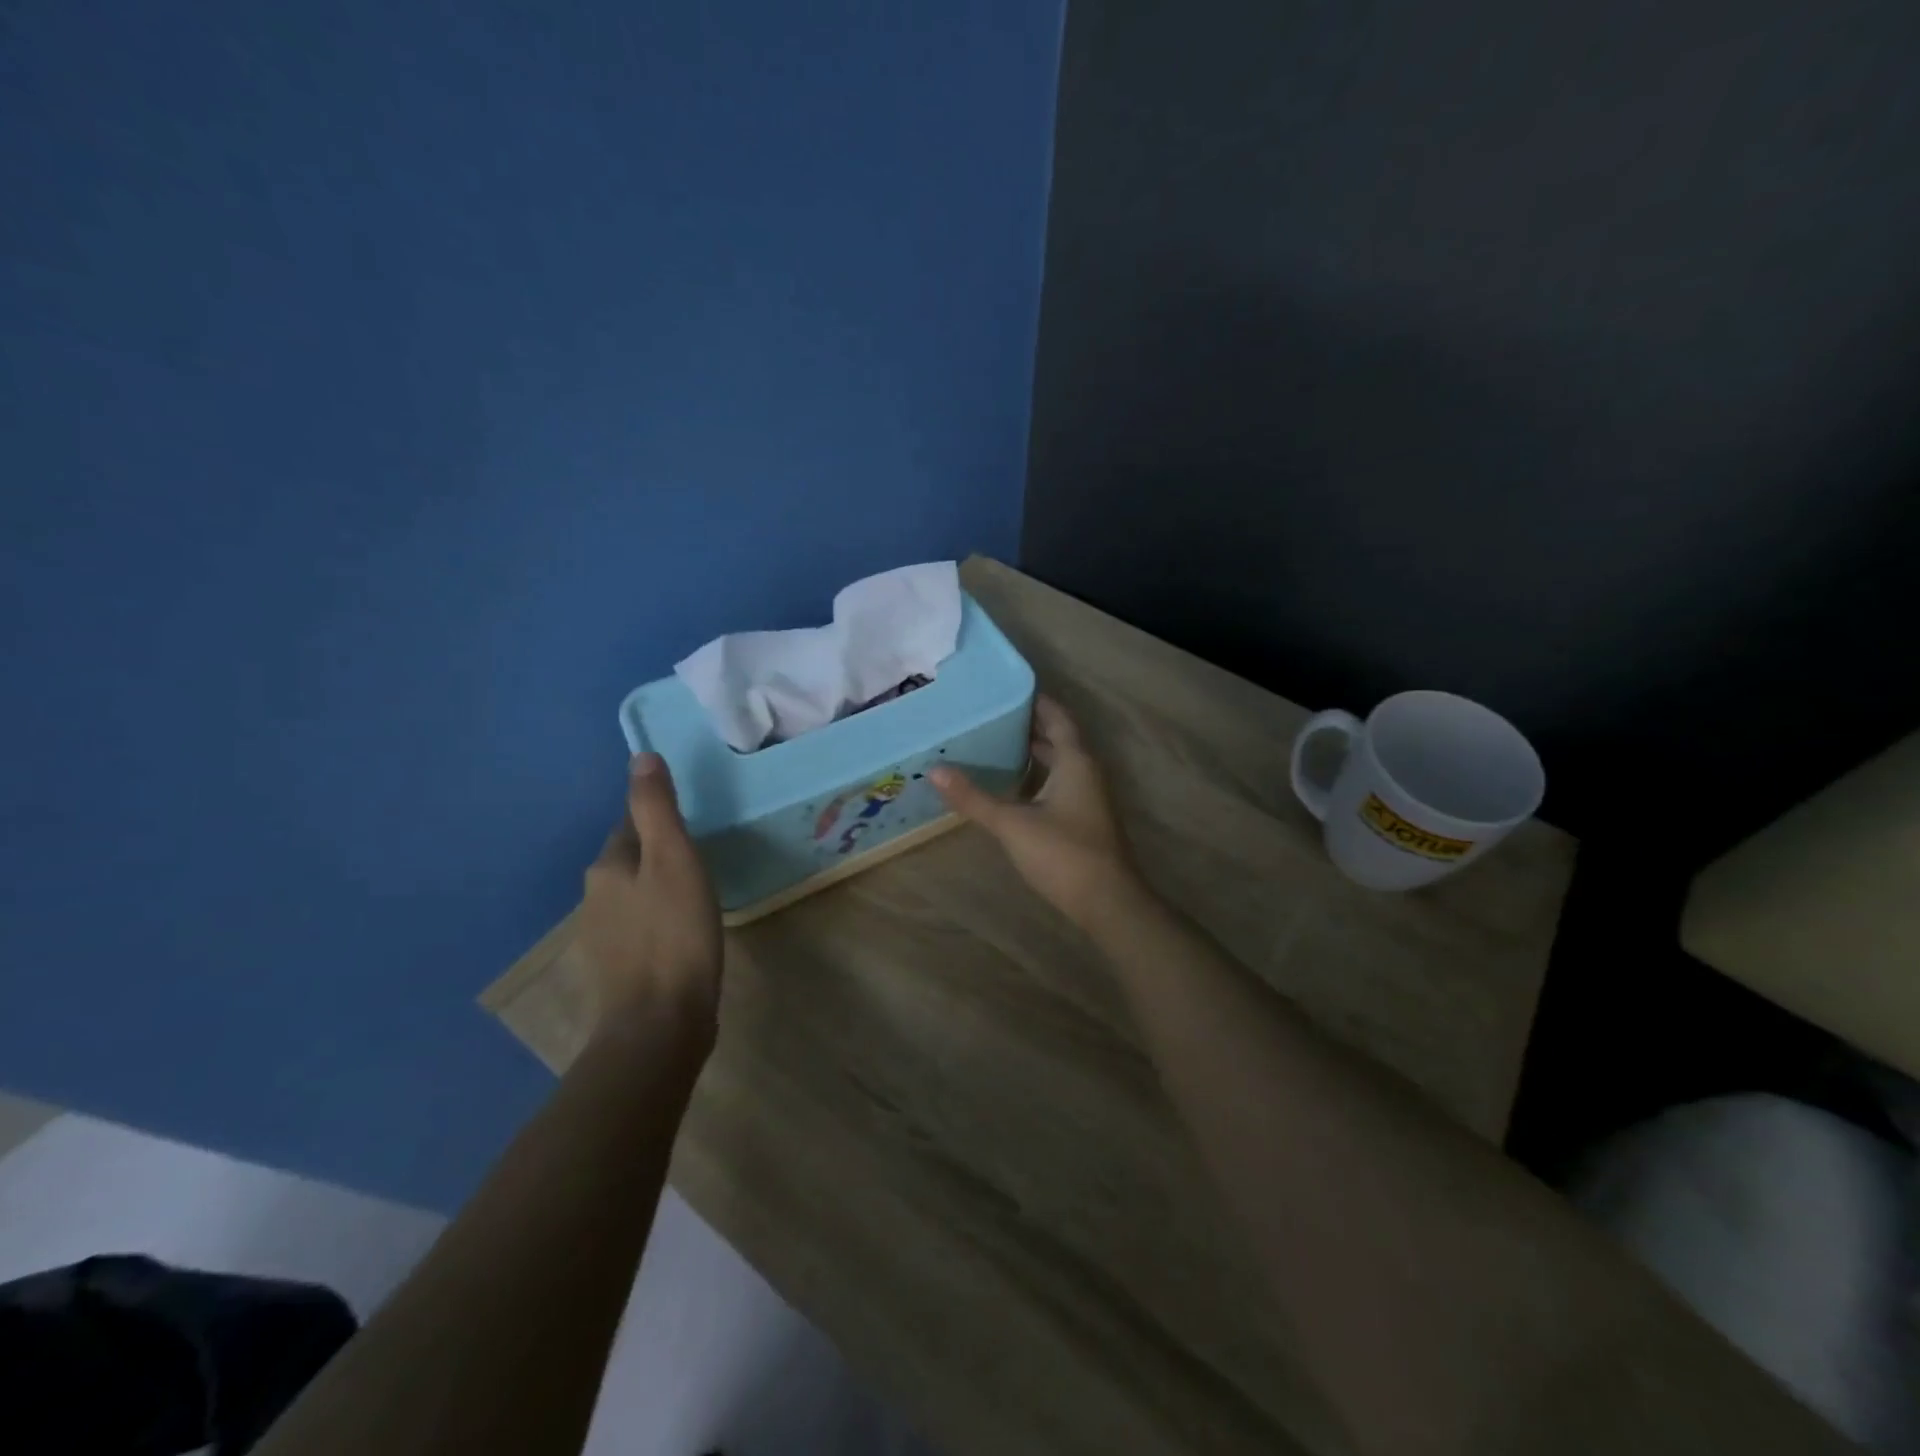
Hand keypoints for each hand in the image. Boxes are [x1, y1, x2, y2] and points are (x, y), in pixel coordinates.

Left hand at [579, 753, 722, 1033]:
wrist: (659, 1022)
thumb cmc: (674, 932)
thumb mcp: (673, 858)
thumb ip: (657, 808)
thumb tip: (640, 756)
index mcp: (607, 867)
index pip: (630, 825)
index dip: (661, 821)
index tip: (693, 827)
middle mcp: (595, 898)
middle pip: (630, 861)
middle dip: (659, 855)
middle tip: (702, 858)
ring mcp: (603, 938)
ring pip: (635, 897)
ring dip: (660, 890)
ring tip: (698, 895)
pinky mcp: (619, 970)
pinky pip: (641, 929)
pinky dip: (660, 923)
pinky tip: (685, 935)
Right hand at [931, 695, 1141, 926]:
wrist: (1107, 903)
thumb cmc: (1063, 854)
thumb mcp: (1012, 824)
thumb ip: (974, 798)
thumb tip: (935, 770)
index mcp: (1075, 761)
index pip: (1057, 718)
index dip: (1036, 701)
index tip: (1006, 690)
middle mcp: (1086, 773)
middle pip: (1059, 739)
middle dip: (1029, 727)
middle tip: (990, 717)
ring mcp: (1088, 798)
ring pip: (1059, 764)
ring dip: (1033, 753)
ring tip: (994, 746)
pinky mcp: (1084, 821)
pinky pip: (1059, 785)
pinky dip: (1036, 778)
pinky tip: (1011, 788)